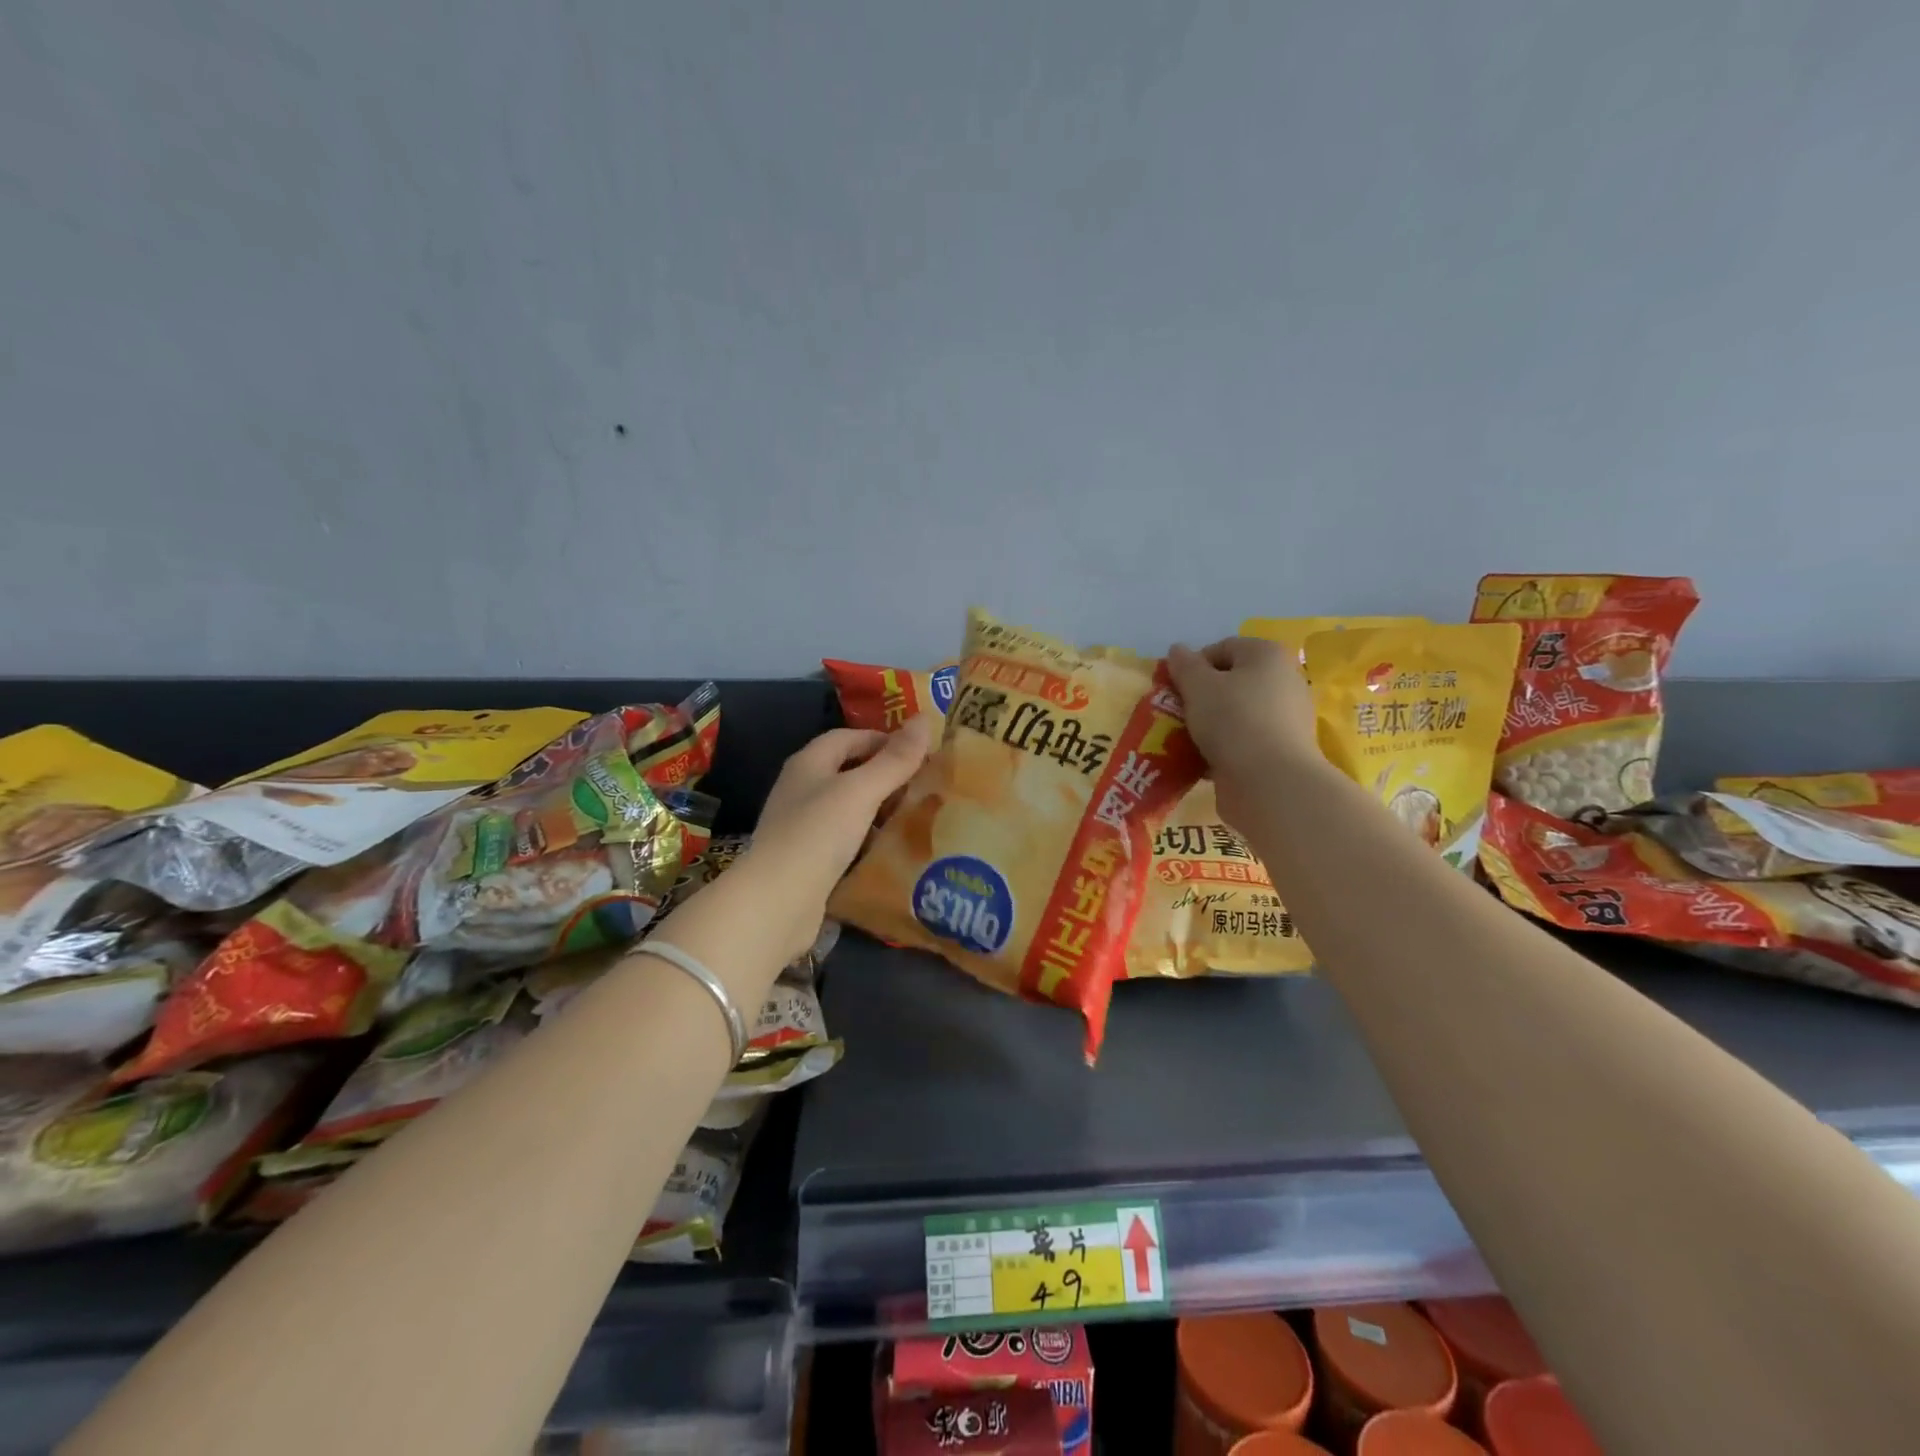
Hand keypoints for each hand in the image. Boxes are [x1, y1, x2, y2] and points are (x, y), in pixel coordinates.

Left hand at [739, 715, 934, 957]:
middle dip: (885, 775)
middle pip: (848, 771)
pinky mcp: (808, 860)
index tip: (920, 752)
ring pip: (848, 808)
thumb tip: (924, 719)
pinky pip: (845, 840)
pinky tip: (892, 850)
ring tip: (917, 816)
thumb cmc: (818, 833)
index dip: (883, 740)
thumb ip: (894, 759)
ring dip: (879, 810)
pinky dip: (868, 840)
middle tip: (925, 784)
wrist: (777, 901)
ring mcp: (802, 826)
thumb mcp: (862, 791)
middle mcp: (801, 789)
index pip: (848, 737)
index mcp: (808, 763)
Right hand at [1167, 637, 1320, 828]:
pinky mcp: (1282, 750)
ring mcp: (1287, 717)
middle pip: (1231, 681)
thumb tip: (1177, 650)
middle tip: (1179, 715)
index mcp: (1267, 655)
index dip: (1194, 666)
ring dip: (1210, 724)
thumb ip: (1184, 665)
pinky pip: (1245, 740)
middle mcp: (1284, 680)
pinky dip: (1225, 747)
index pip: (1222, 648)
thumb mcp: (1198, 686)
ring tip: (1187, 741)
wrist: (1271, 782)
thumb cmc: (1233, 721)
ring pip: (1237, 713)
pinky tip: (1205, 760)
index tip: (1175, 689)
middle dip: (1201, 697)